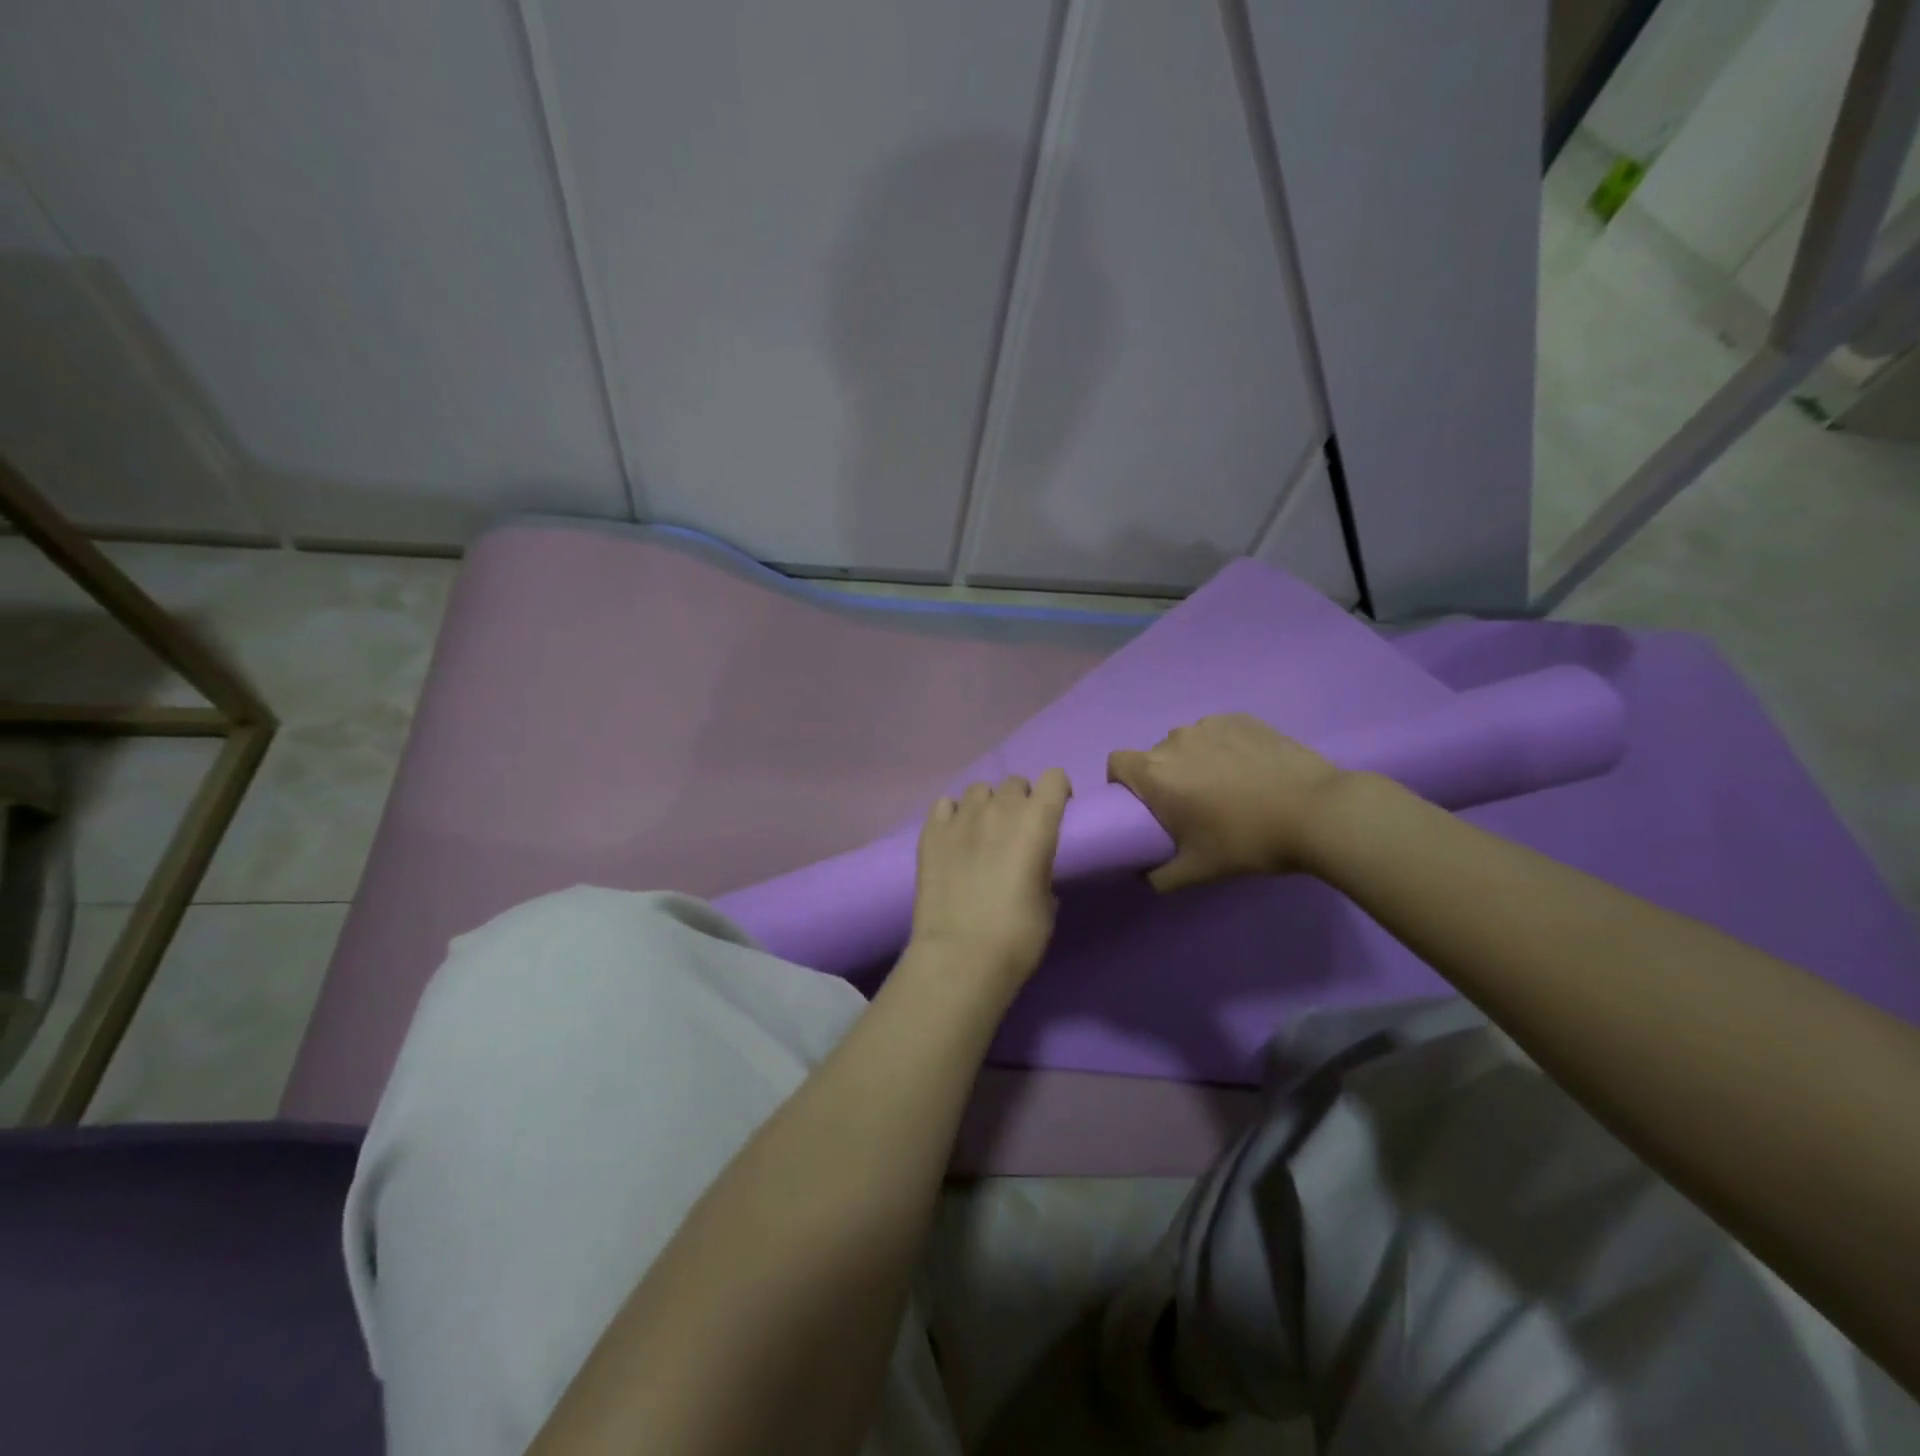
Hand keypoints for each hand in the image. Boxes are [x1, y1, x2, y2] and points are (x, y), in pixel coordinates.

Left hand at [909, 769, 1070, 985]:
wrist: (960, 956)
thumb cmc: (1018, 936)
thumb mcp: (1047, 902)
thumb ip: (1042, 870)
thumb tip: (1031, 869)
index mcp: (1037, 821)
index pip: (1054, 777)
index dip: (1058, 792)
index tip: (1056, 813)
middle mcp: (999, 808)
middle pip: (1015, 782)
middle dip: (1021, 800)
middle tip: (1018, 830)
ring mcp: (960, 817)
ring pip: (979, 789)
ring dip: (987, 804)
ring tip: (983, 832)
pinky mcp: (930, 831)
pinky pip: (945, 804)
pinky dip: (953, 814)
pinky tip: (954, 837)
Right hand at [1107, 715, 1345, 889]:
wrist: (1317, 812)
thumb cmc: (1247, 841)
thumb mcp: (1198, 871)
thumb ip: (1159, 877)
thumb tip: (1144, 875)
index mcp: (1155, 773)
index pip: (1116, 763)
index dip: (1123, 783)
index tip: (1145, 805)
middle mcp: (1175, 741)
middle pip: (1155, 756)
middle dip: (1166, 777)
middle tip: (1193, 805)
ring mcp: (1210, 725)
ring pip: (1188, 743)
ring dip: (1196, 761)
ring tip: (1228, 786)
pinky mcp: (1242, 718)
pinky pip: (1218, 732)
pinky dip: (1224, 748)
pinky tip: (1251, 769)